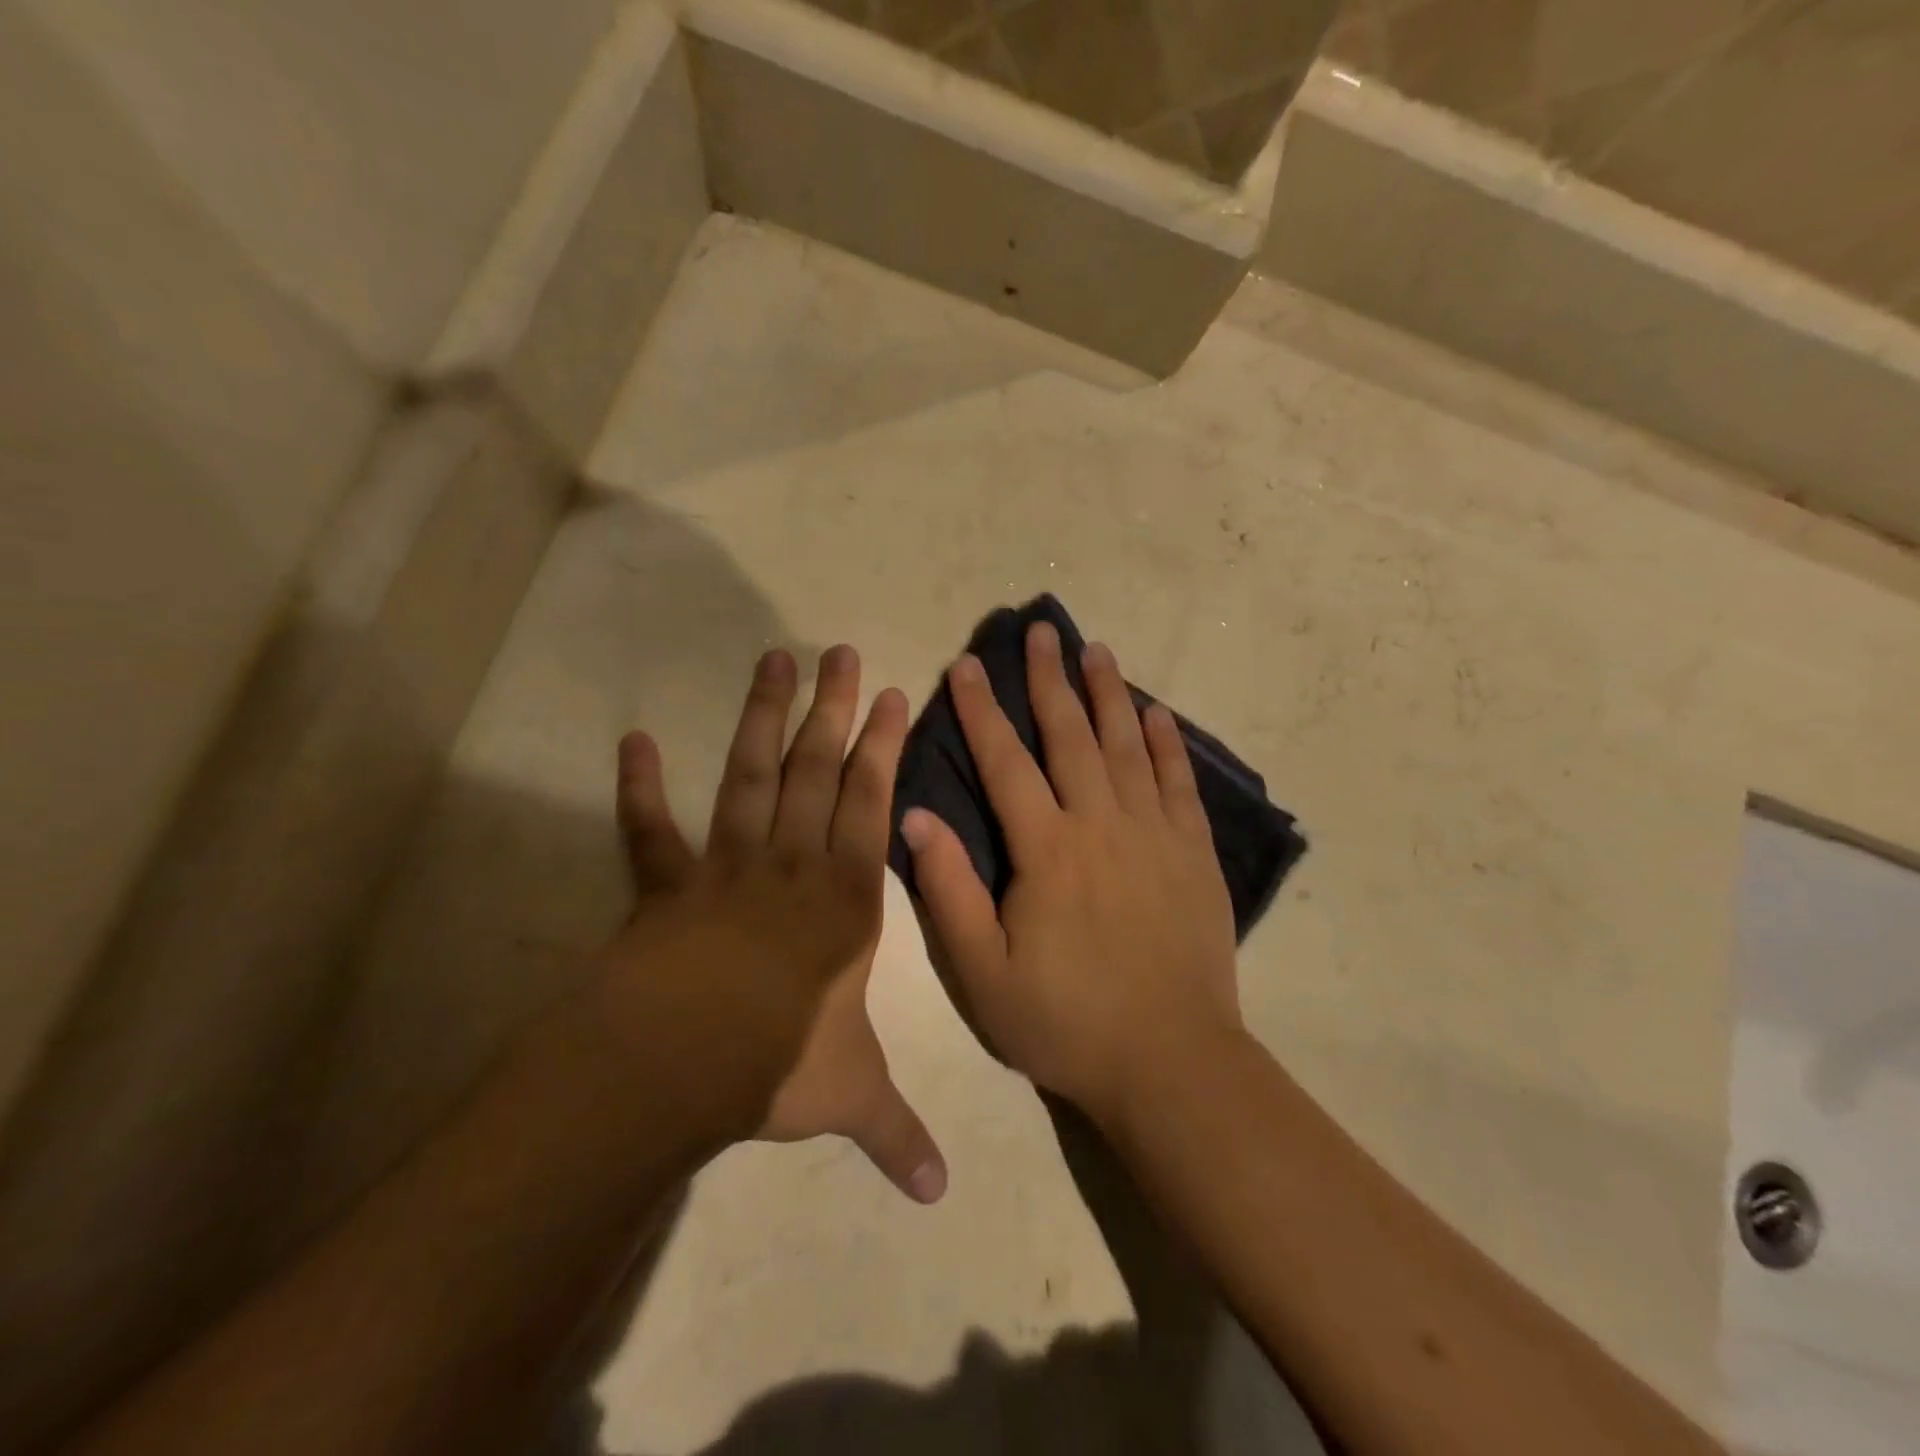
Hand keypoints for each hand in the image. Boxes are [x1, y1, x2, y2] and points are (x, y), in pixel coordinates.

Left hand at [608, 645, 946, 1202]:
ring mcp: (723, 868)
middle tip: (840, 652)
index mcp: (843, 899)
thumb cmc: (777, 1063)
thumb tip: (940, 1196)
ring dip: (761, 720)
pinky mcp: (664, 886)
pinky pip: (650, 832)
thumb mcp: (850, 1095)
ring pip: (749, 778)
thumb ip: (895, 1133)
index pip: (871, 806)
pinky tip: (634, 740)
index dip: (882, 749)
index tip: (892, 696)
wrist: (678, 1064)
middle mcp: (790, 866)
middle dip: (832, 710)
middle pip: (815, 772)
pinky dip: (640, 788)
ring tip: (773, 661)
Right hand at [898, 622, 1242, 1125]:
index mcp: (1047, 849)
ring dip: (1108, 694)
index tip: (966, 665)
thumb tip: (912, 816)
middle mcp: (1101, 824)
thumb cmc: (1065, 1021)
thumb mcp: (982, 972)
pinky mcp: (1194, 854)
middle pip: (1070, 735)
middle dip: (1049, 679)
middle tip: (1041, 630)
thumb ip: (947, 890)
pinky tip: (1156, 714)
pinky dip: (1166, 743)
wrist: (1169, 1063)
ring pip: (1127, 746)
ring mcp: (1155, 834)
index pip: (1006, 762)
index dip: (981, 711)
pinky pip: (1178, 783)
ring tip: (1095, 649)